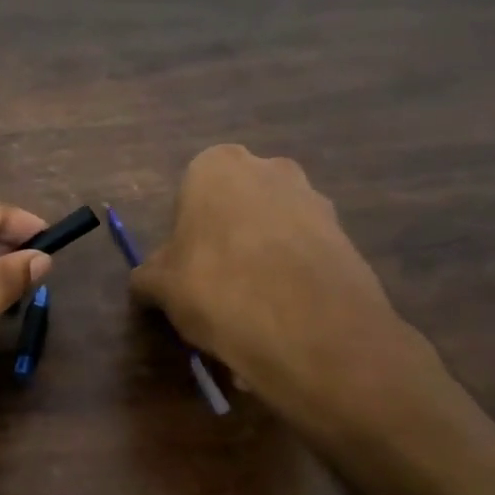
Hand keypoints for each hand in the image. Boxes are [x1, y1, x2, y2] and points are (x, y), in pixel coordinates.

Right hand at [132, 145, 448, 449]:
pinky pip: (306, 255)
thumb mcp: (160, 286)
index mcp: (217, 166)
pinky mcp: (347, 236)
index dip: (186, 235)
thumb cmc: (216, 287)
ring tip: (253, 315)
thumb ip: (148, 276)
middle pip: (238, 207)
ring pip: (275, 231)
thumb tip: (147, 282)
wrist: (309, 328)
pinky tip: (284, 320)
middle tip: (217, 289)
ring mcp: (315, 200)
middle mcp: (270, 168)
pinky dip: (293, 280)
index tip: (186, 271)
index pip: (191, 194)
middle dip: (228, 241)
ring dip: (263, 261)